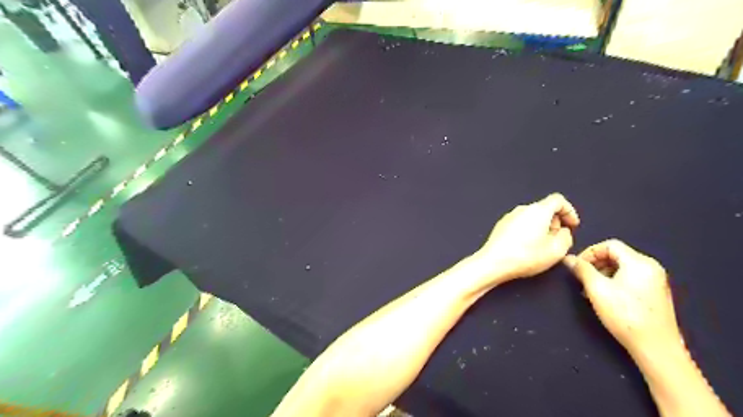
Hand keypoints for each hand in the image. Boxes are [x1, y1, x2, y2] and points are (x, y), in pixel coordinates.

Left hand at [475, 194, 580, 283]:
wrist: (493, 262)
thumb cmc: (524, 256)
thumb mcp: (557, 250)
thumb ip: (567, 237)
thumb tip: (564, 232)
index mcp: (538, 210)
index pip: (558, 200)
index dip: (569, 212)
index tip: (572, 225)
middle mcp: (523, 209)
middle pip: (545, 209)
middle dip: (555, 222)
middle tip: (558, 239)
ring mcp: (509, 216)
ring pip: (532, 217)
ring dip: (541, 228)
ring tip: (542, 246)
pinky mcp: (501, 226)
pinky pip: (520, 224)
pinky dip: (528, 231)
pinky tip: (527, 248)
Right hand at [568, 239, 679, 356]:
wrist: (656, 348)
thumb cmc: (625, 315)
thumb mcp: (597, 289)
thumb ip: (582, 270)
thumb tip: (568, 258)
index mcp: (639, 262)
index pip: (610, 245)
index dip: (589, 252)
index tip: (577, 266)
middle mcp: (651, 267)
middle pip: (616, 255)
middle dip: (595, 264)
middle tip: (581, 278)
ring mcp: (655, 281)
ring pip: (622, 268)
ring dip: (602, 274)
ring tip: (590, 290)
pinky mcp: (655, 294)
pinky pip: (630, 278)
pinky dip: (614, 282)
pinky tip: (604, 297)